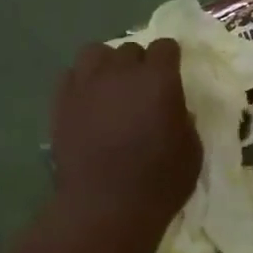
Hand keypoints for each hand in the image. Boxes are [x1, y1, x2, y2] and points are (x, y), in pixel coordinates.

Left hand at [50, 38, 201, 228]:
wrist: (104, 206)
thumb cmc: (159, 181)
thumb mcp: (191, 151)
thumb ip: (184, 121)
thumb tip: (175, 110)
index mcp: (159, 79)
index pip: (166, 46)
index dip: (170, 58)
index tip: (172, 72)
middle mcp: (121, 72)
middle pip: (130, 48)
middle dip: (139, 63)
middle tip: (142, 88)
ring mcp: (87, 85)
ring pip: (95, 53)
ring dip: (107, 64)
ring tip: (111, 86)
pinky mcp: (61, 103)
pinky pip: (71, 75)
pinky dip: (82, 82)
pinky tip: (88, 101)